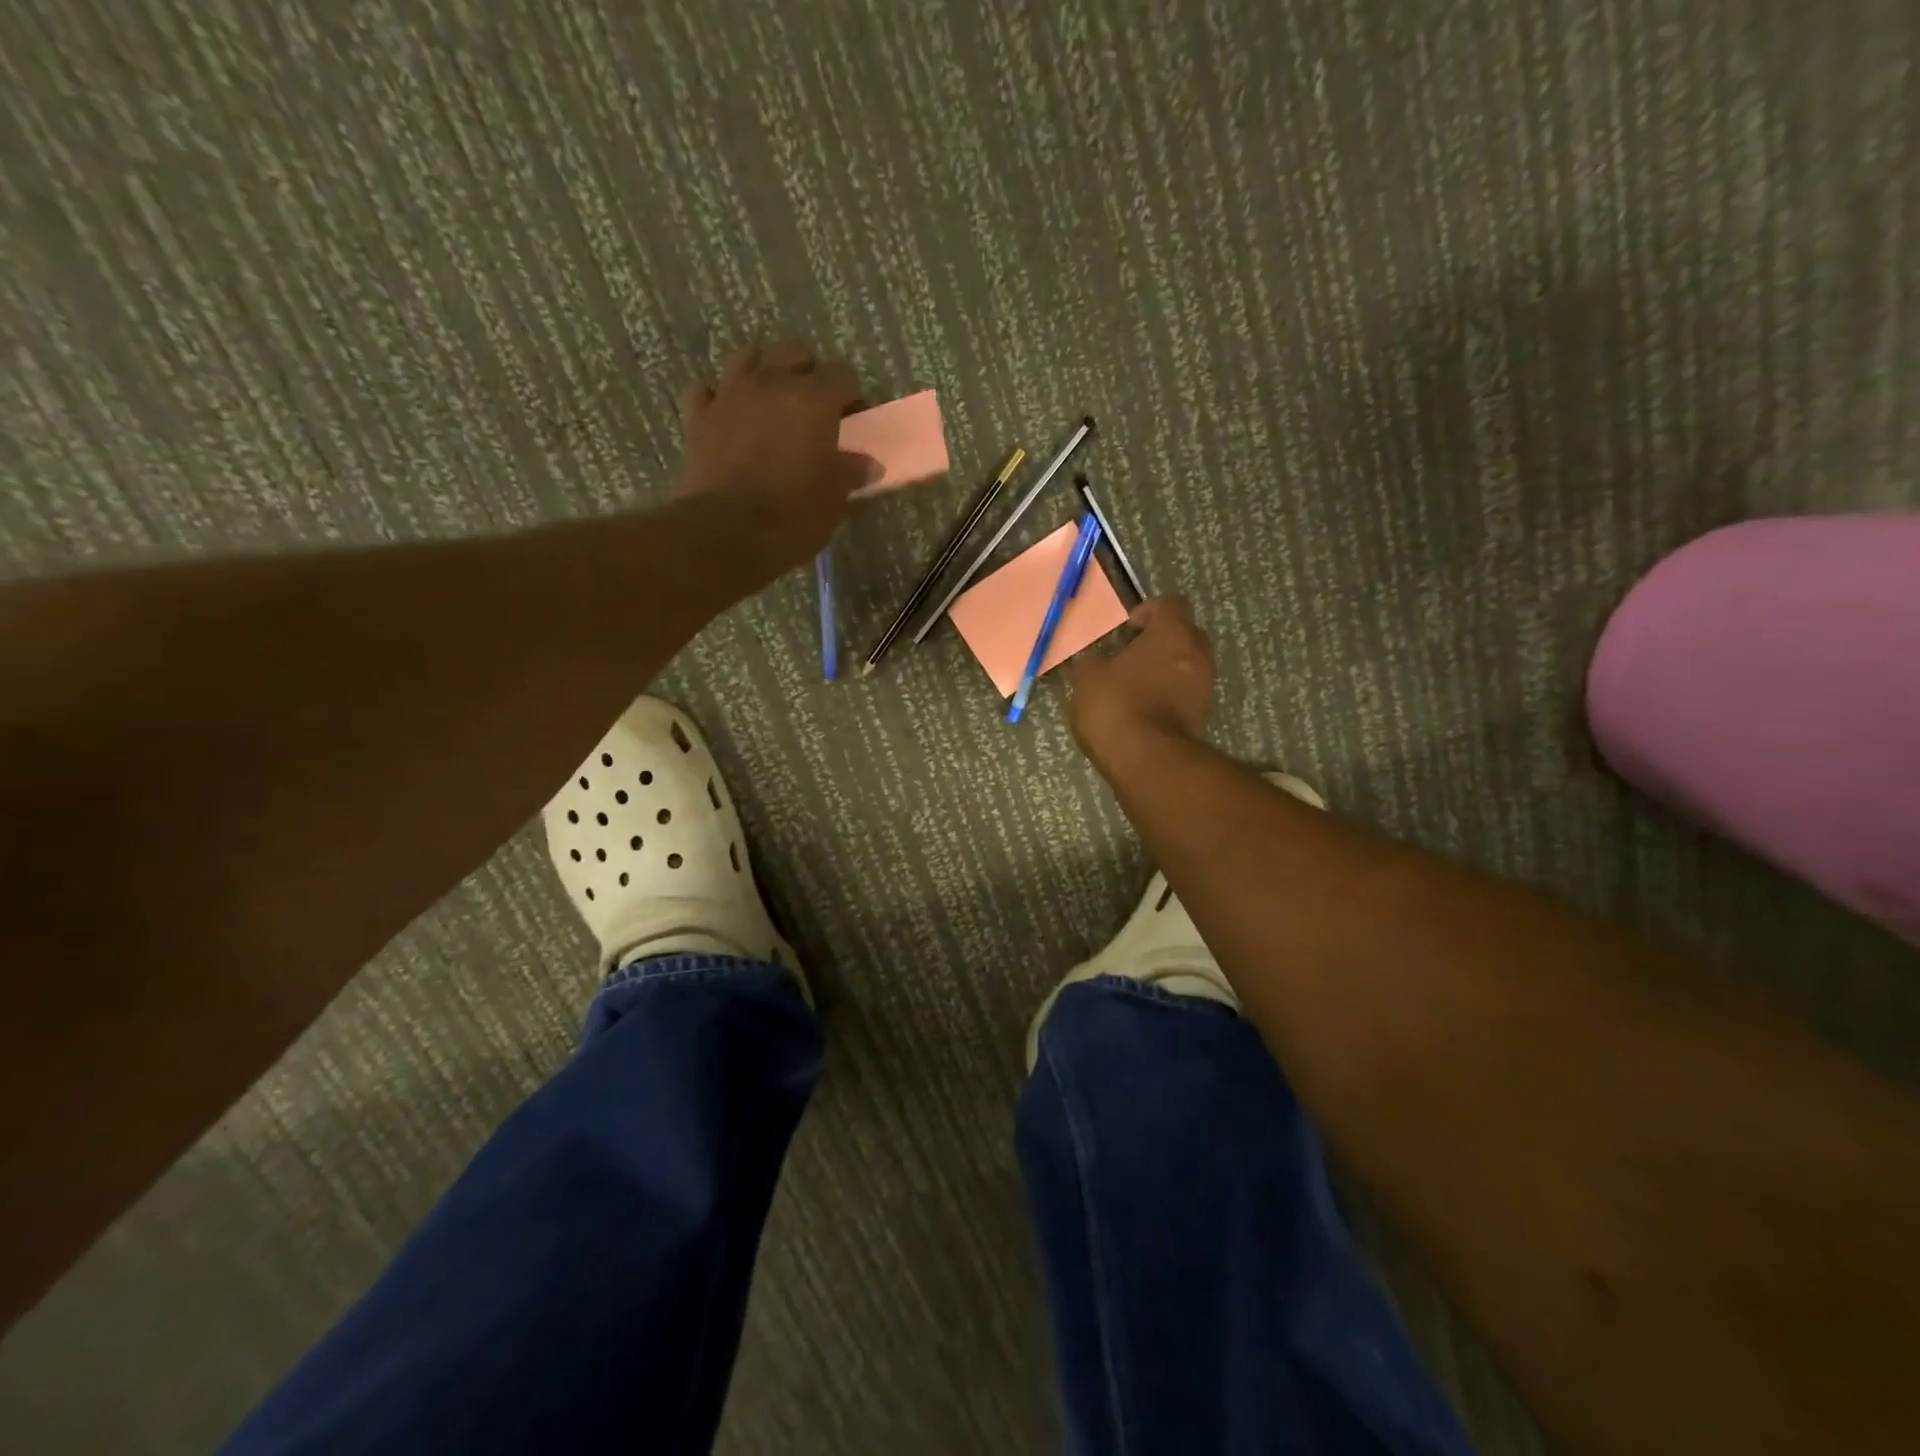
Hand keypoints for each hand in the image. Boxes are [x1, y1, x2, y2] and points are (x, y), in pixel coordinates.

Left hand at [676, 341, 878, 577]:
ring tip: (771, 401)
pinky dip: (719, 399)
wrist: (725, 534)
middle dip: (809, 374)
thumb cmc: (792, 517)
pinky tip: (728, 417)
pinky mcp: (697, 417)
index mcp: (813, 400)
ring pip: (747, 356)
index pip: (843, 376)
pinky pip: (707, 391)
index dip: (852, 396)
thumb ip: (851, 474)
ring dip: (763, 371)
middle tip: (816, 408)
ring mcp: (729, 395)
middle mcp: (771, 383)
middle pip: (795, 353)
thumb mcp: (834, 500)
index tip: (854, 420)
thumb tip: (867, 464)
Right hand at [1068, 595, 1215, 755]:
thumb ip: (1092, 661)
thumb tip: (1092, 659)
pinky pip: (1186, 695)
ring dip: (1165, 671)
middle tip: (1130, 657)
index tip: (1128, 629)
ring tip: (1134, 688)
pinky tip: (1143, 712)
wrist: (1148, 762)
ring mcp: (1205, 687)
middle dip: (1159, 642)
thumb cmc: (1116, 706)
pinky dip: (1169, 697)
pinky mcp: (1204, 717)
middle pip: (1183, 634)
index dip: (1148, 611)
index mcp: (1173, 633)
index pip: (1170, 604)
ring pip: (1186, 666)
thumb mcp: (1088, 679)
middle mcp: (1198, 654)